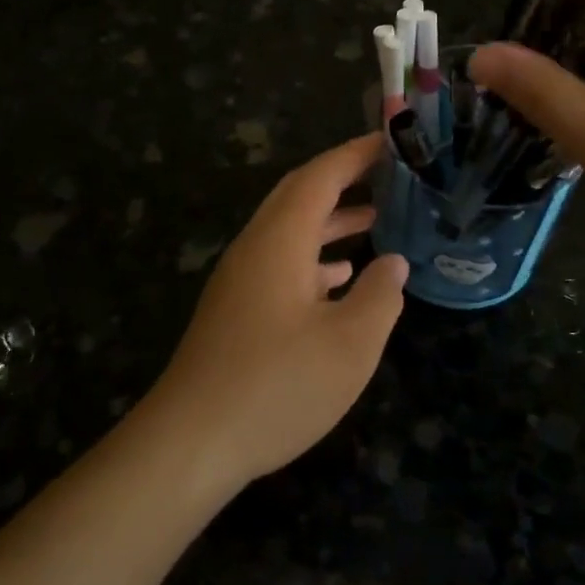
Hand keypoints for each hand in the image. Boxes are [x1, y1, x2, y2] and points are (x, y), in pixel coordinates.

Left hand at [139, 133, 408, 499]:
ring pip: (290, 231)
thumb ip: (380, 296)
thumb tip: (393, 263)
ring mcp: (241, 279)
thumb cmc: (276, 387)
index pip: (320, 177)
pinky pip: (280, 263)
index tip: (389, 141)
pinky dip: (314, 258)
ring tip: (376, 219)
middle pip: (299, 196)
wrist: (191, 442)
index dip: (355, 155)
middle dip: (342, 179)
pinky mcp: (236, 309)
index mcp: (280, 241)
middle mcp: (256, 248)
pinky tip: (340, 280)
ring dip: (330, 220)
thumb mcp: (349, 345)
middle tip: (386, 173)